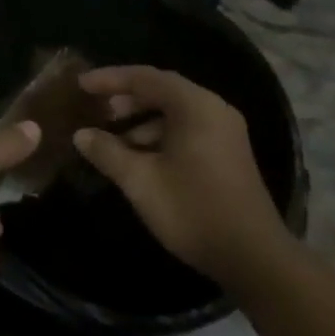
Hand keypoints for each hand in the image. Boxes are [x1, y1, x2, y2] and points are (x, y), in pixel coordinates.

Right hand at [73, 65, 288, 287]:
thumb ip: (108, 152)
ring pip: (174, 112)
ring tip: (112, 139)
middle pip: (162, 90)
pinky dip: (159, 135)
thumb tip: (81, 135)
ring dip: (141, 120)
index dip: (110, 79)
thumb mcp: (141, 181)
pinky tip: (139, 158)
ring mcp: (224, 131)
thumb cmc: (193, 210)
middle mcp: (213, 109)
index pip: (145, 77)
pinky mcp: (227, 152)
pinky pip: (186, 129)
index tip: (80, 85)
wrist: (254, 257)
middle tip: (96, 110)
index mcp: (195, 106)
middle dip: (126, 99)